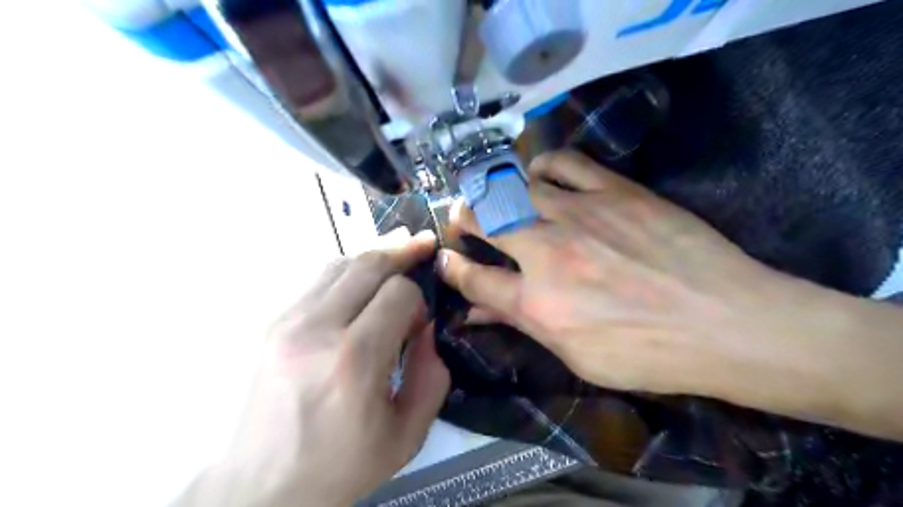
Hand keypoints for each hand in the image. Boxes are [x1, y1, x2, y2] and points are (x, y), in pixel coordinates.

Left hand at [180, 230, 448, 506]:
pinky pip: (318, 280)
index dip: (419, 298)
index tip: (421, 321)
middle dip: (402, 251)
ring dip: (375, 257)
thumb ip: (432, 376)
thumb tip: (427, 327)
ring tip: (398, 254)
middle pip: (368, 264)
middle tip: (424, 245)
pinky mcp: (273, 324)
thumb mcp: (406, 435)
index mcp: (354, 361)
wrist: (261, 486)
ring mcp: (288, 322)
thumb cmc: (341, 466)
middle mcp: (317, 330)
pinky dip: (349, 273)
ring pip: (340, 263)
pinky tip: (363, 281)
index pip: (398, 293)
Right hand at [442, 153, 855, 405]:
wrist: (727, 322)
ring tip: (495, 196)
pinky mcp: (613, 190)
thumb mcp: (576, 355)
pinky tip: (539, 176)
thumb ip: (520, 325)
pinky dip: (541, 165)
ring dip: (493, 190)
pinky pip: (563, 161)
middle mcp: (547, 252)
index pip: (473, 278)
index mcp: (537, 303)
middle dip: (460, 218)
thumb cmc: (648, 353)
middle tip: (461, 220)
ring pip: (514, 185)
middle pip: (482, 219)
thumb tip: (475, 313)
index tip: (444, 259)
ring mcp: (580, 214)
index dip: (451, 267)